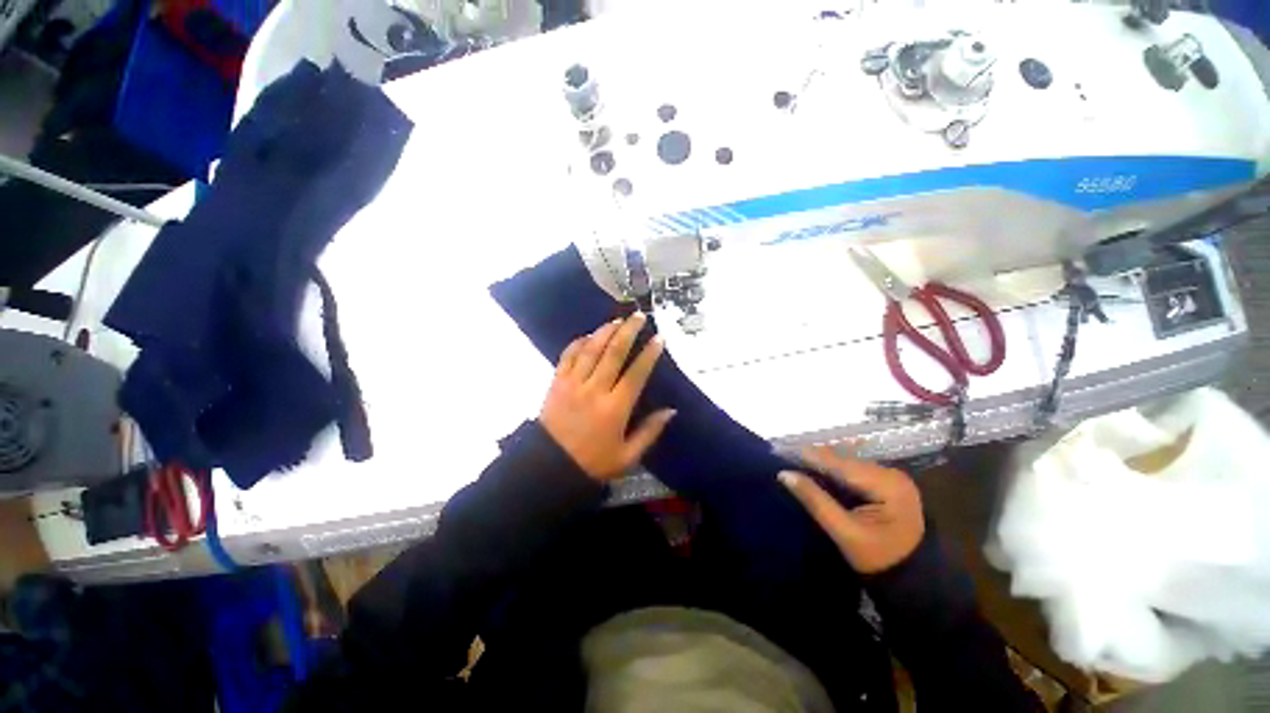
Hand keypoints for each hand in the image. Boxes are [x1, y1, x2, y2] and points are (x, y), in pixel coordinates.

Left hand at [539, 313, 675, 480]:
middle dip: (628, 331)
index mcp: (615, 408)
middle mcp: (595, 390)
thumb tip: (671, 411)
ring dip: (605, 332)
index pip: (636, 373)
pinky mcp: (557, 383)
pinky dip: (578, 343)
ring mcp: (573, 384)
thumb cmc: (592, 463)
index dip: (649, 354)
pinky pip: (568, 356)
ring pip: (591, 349)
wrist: (549, 467)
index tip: (659, 338)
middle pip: (613, 353)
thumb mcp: (627, 456)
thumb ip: (650, 432)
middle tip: (639, 316)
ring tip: (617, 320)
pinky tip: (588, 336)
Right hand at [779, 446, 924, 573]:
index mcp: (888, 484)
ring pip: (848, 465)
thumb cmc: (879, 560)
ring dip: (823, 465)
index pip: (841, 464)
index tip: (781, 451)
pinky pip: (854, 472)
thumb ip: (815, 500)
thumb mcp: (844, 532)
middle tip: (785, 458)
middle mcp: (892, 474)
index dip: (810, 457)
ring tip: (795, 462)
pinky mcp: (887, 484)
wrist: (912, 581)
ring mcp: (892, 478)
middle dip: (815, 460)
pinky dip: (834, 473)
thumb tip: (785, 474)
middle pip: (845, 462)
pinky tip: (816, 472)